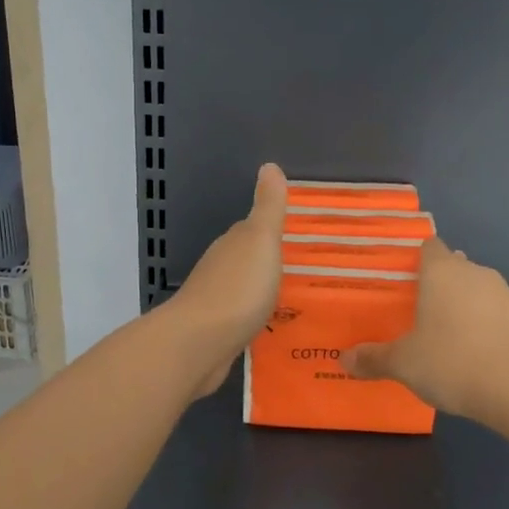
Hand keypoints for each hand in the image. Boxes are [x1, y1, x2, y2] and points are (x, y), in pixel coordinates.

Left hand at [166, 164, 287, 397]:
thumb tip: (269, 165)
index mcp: (234, 244)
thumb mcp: (260, 240)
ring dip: (264, 293)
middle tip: (309, 272)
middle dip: (273, 264)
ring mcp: (216, 302)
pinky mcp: (217, 333)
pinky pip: (244, 320)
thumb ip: (268, 207)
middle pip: (250, 261)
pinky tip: (275, 328)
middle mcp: (222, 269)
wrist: (199, 343)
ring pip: (246, 291)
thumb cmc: (237, 288)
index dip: (276, 232)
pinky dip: (257, 319)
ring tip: (298, 302)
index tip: (302, 239)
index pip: (254, 230)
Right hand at [342, 237, 508, 421]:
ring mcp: (503, 295)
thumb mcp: (403, 364)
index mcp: (441, 270)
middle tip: (411, 310)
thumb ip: (373, 358)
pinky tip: (469, 353)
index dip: (413, 259)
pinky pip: (492, 314)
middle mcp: (473, 272)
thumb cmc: (453, 361)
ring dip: (459, 306)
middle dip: (434, 285)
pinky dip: (480, 326)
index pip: (427, 246)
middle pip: (451, 267)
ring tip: (439, 334)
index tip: (397, 279)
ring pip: (473, 290)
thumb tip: (343, 359)